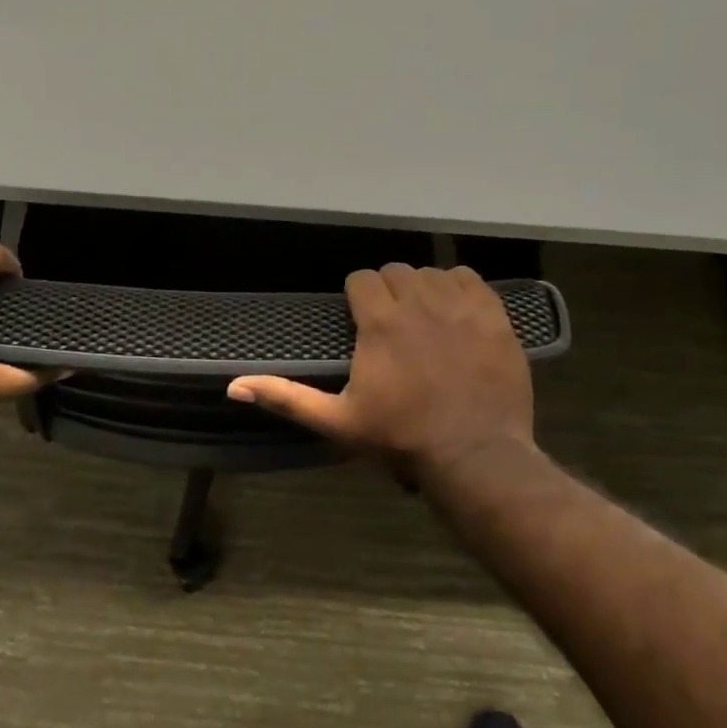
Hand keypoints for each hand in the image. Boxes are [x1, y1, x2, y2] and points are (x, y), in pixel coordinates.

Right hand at [227, 264, 534, 479]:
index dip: (358, 296)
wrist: (474, 456)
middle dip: (389, 291)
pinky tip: (456, 312)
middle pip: (396, 271)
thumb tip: (233, 386)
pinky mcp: (493, 317)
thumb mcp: (337, 422)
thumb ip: (286, 397)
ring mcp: (460, 308)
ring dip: (423, 288)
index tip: (361, 321)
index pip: (362, 279)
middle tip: (391, 324)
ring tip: (424, 319)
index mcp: (380, 322)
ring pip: (433, 272)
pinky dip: (460, 288)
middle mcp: (418, 303)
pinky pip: (471, 280)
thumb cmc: (400, 439)